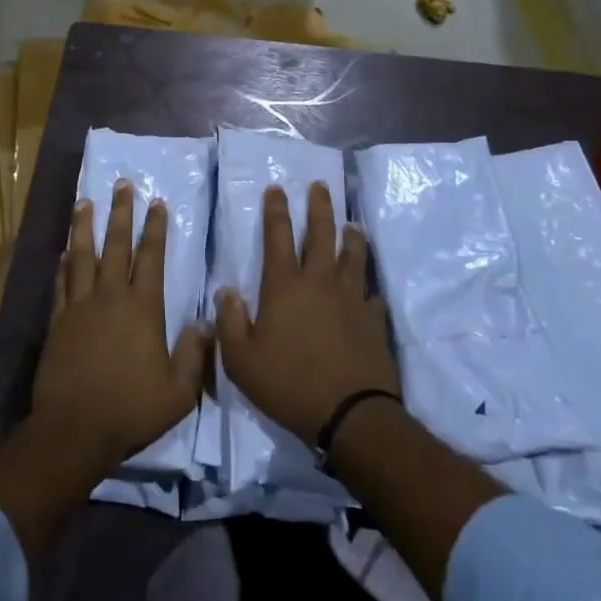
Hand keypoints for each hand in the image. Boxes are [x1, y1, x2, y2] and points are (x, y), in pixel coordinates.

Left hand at [31, 181, 209, 477]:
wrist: (75, 429)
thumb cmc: (131, 409)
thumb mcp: (178, 391)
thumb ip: (194, 355)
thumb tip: (206, 323)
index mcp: (143, 308)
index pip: (151, 257)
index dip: (155, 229)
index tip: (157, 203)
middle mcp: (111, 297)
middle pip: (116, 245)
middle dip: (121, 213)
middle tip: (122, 184)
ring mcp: (80, 307)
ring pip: (82, 256)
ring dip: (84, 227)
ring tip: (85, 202)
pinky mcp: (58, 322)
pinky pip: (62, 284)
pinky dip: (63, 265)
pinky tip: (64, 252)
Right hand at [215, 182, 398, 445]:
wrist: (350, 414)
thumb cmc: (288, 384)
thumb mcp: (241, 360)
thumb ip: (229, 322)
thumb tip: (225, 291)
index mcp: (284, 285)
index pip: (277, 236)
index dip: (275, 209)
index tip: (276, 188)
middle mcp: (320, 281)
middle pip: (321, 233)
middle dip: (319, 206)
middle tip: (320, 186)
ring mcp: (351, 298)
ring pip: (353, 255)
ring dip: (351, 236)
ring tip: (352, 224)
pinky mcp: (374, 319)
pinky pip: (371, 294)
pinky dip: (368, 286)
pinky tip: (368, 288)